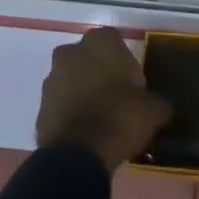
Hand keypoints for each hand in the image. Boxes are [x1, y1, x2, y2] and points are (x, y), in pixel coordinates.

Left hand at [35, 27, 171, 172]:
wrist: (77, 157)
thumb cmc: (118, 119)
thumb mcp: (153, 110)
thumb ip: (156, 101)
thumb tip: (159, 106)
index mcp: (99, 43)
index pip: (115, 40)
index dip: (126, 61)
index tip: (134, 84)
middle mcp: (71, 52)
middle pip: (90, 57)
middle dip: (101, 72)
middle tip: (118, 98)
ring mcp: (51, 78)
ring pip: (73, 78)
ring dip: (84, 91)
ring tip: (101, 118)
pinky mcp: (40, 105)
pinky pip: (61, 102)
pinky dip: (71, 111)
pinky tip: (86, 131)